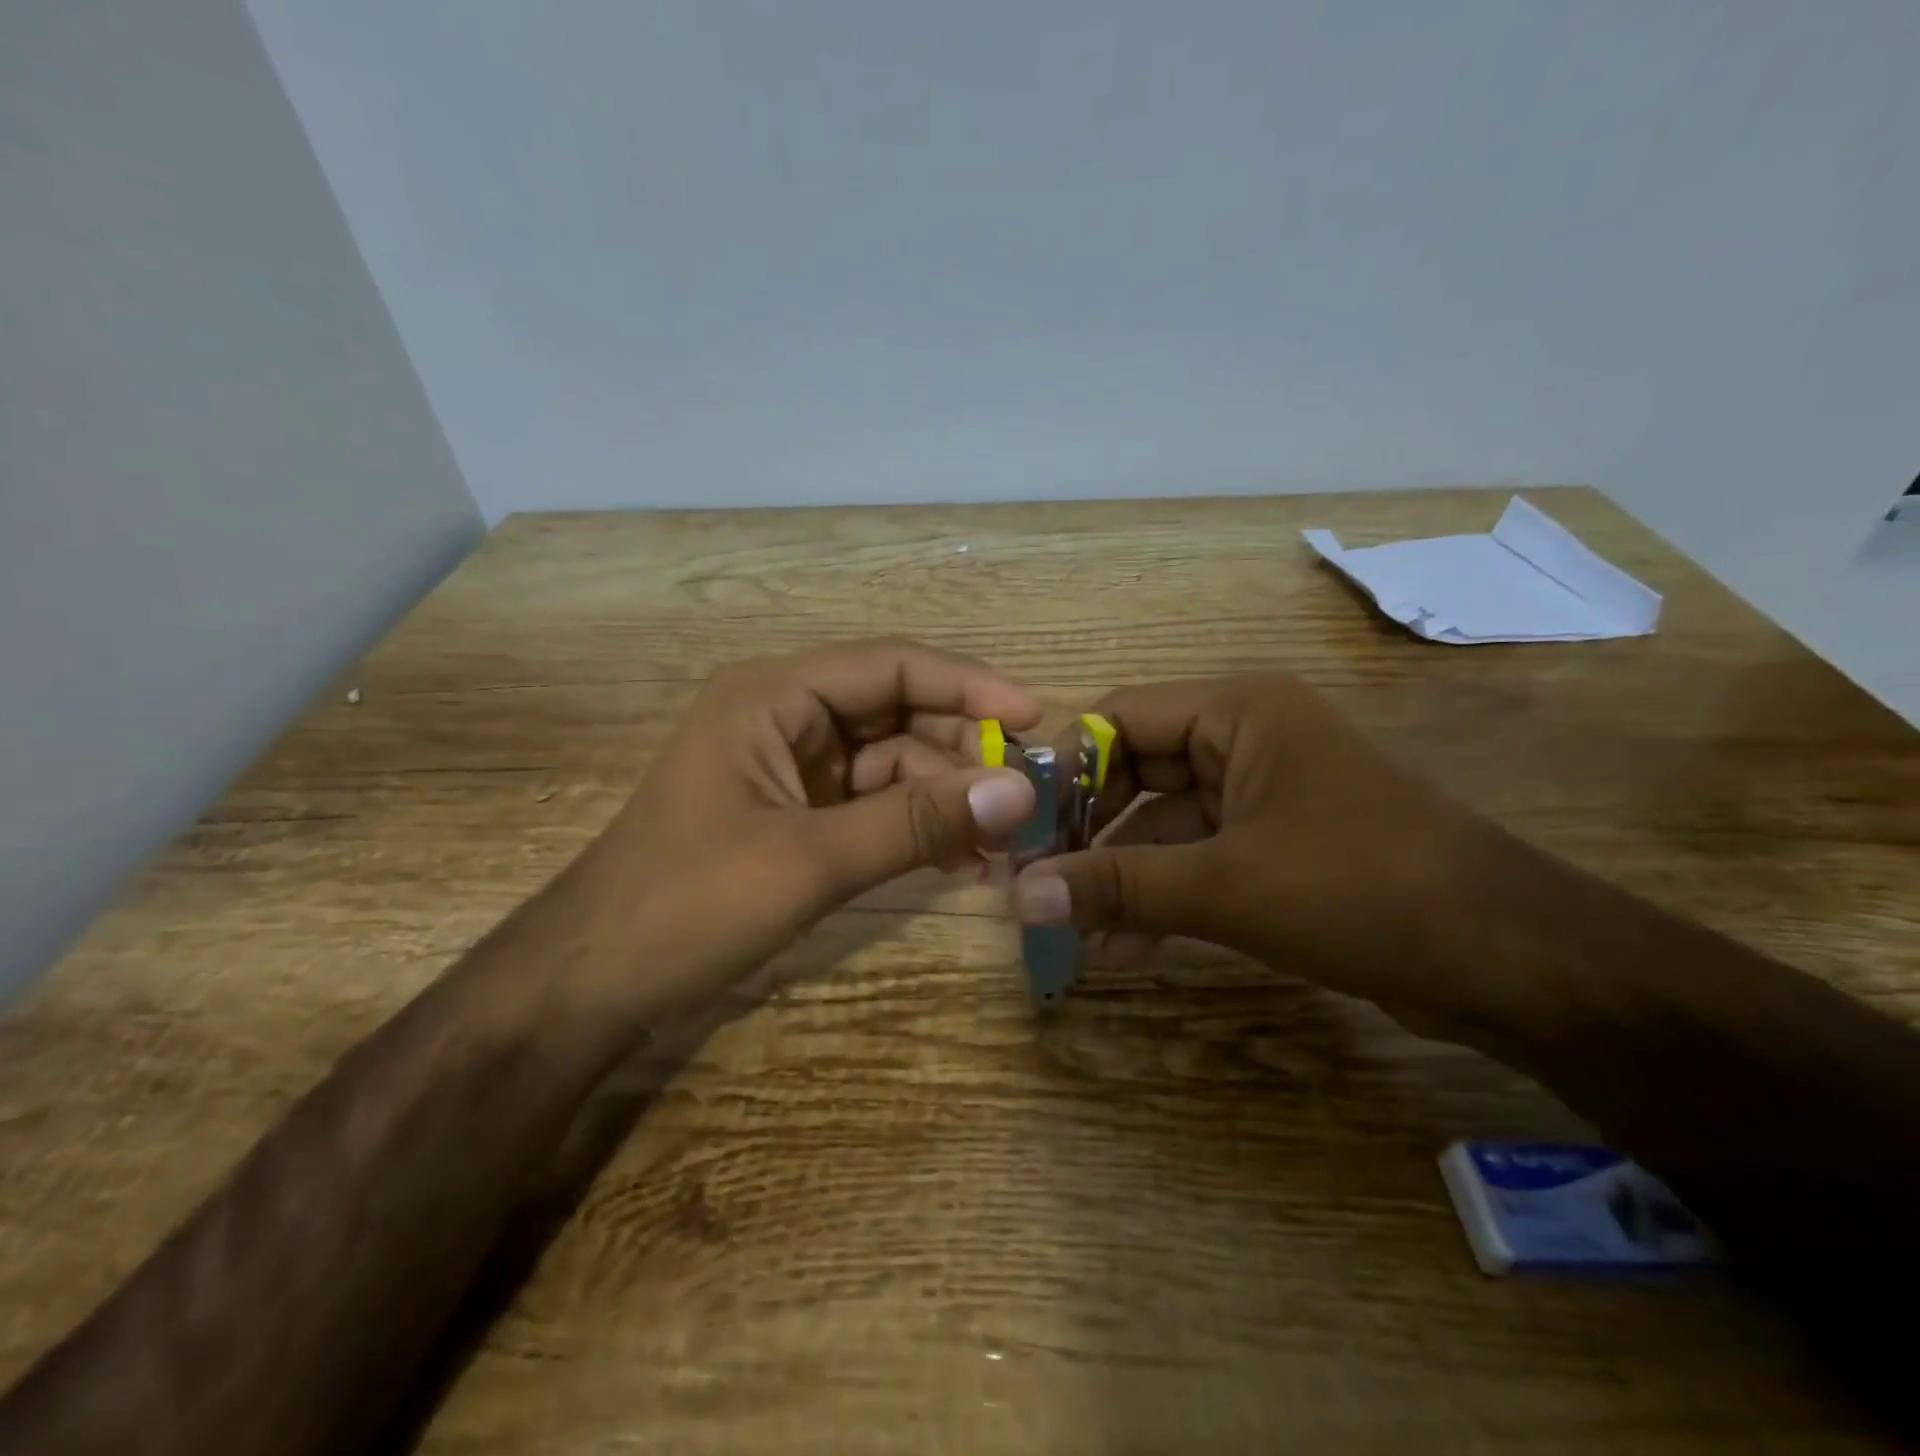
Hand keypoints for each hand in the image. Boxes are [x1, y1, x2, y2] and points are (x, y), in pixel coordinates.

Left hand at [582, 638, 1039, 1014]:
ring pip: (888, 763)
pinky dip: (911, 826)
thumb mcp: (810, 861)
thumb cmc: (688, 905)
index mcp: (773, 695)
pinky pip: (869, 804)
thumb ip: (916, 822)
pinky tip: (955, 860)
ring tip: (997, 844)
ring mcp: (787, 768)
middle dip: (959, 755)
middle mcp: (783, 717)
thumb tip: (1018, 791)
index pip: (891, 666)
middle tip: (1023, 802)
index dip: (968, 686)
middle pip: (895, 713)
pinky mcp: (791, 814)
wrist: (590, 984)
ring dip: (941, 797)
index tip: (1033, 720)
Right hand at [1011, 673, 1495, 1026]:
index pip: (1119, 718)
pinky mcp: (1278, 845)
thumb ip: (1117, 886)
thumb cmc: (1362, 889)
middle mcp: (1246, 738)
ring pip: (1165, 824)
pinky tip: (1125, 948)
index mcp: (1237, 711)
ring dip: (1122, 877)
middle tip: (1040, 887)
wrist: (1511, 960)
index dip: (1065, 771)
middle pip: (1137, 772)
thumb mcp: (1225, 886)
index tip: (1021, 831)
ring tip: (1074, 932)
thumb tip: (1019, 896)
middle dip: (1090, 835)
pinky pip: (1200, 859)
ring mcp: (1264, 794)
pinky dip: (1163, 897)